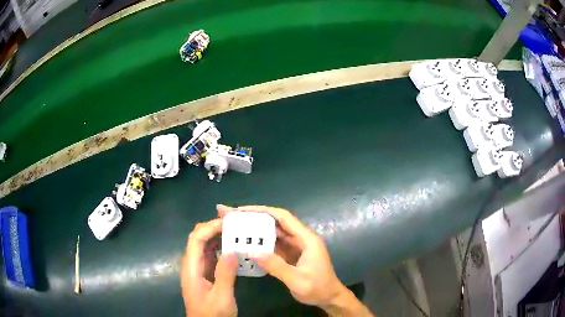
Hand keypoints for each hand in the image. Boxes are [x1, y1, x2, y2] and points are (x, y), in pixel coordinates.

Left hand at [180, 219, 237, 316]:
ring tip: (237, 232)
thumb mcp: (221, 298)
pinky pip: (211, 255)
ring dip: (218, 236)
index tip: (230, 223)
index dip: (210, 227)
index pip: (196, 239)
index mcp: (191, 268)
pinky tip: (234, 248)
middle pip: (198, 238)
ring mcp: (197, 269)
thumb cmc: (212, 315)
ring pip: (204, 245)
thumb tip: (231, 250)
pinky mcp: (204, 274)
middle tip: (236, 224)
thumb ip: (225, 275)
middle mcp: (191, 264)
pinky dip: (221, 248)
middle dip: (214, 228)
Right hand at [216, 205, 344, 305]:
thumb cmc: (318, 288)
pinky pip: (275, 245)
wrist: (329, 298)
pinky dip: (262, 243)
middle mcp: (301, 239)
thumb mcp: (297, 280)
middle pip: (277, 223)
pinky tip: (248, 244)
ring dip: (257, 230)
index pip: (283, 217)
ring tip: (236, 227)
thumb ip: (276, 266)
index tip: (242, 209)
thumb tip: (252, 252)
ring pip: (275, 233)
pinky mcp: (292, 255)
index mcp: (307, 239)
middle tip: (233, 216)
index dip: (263, 211)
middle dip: (255, 218)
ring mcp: (296, 247)